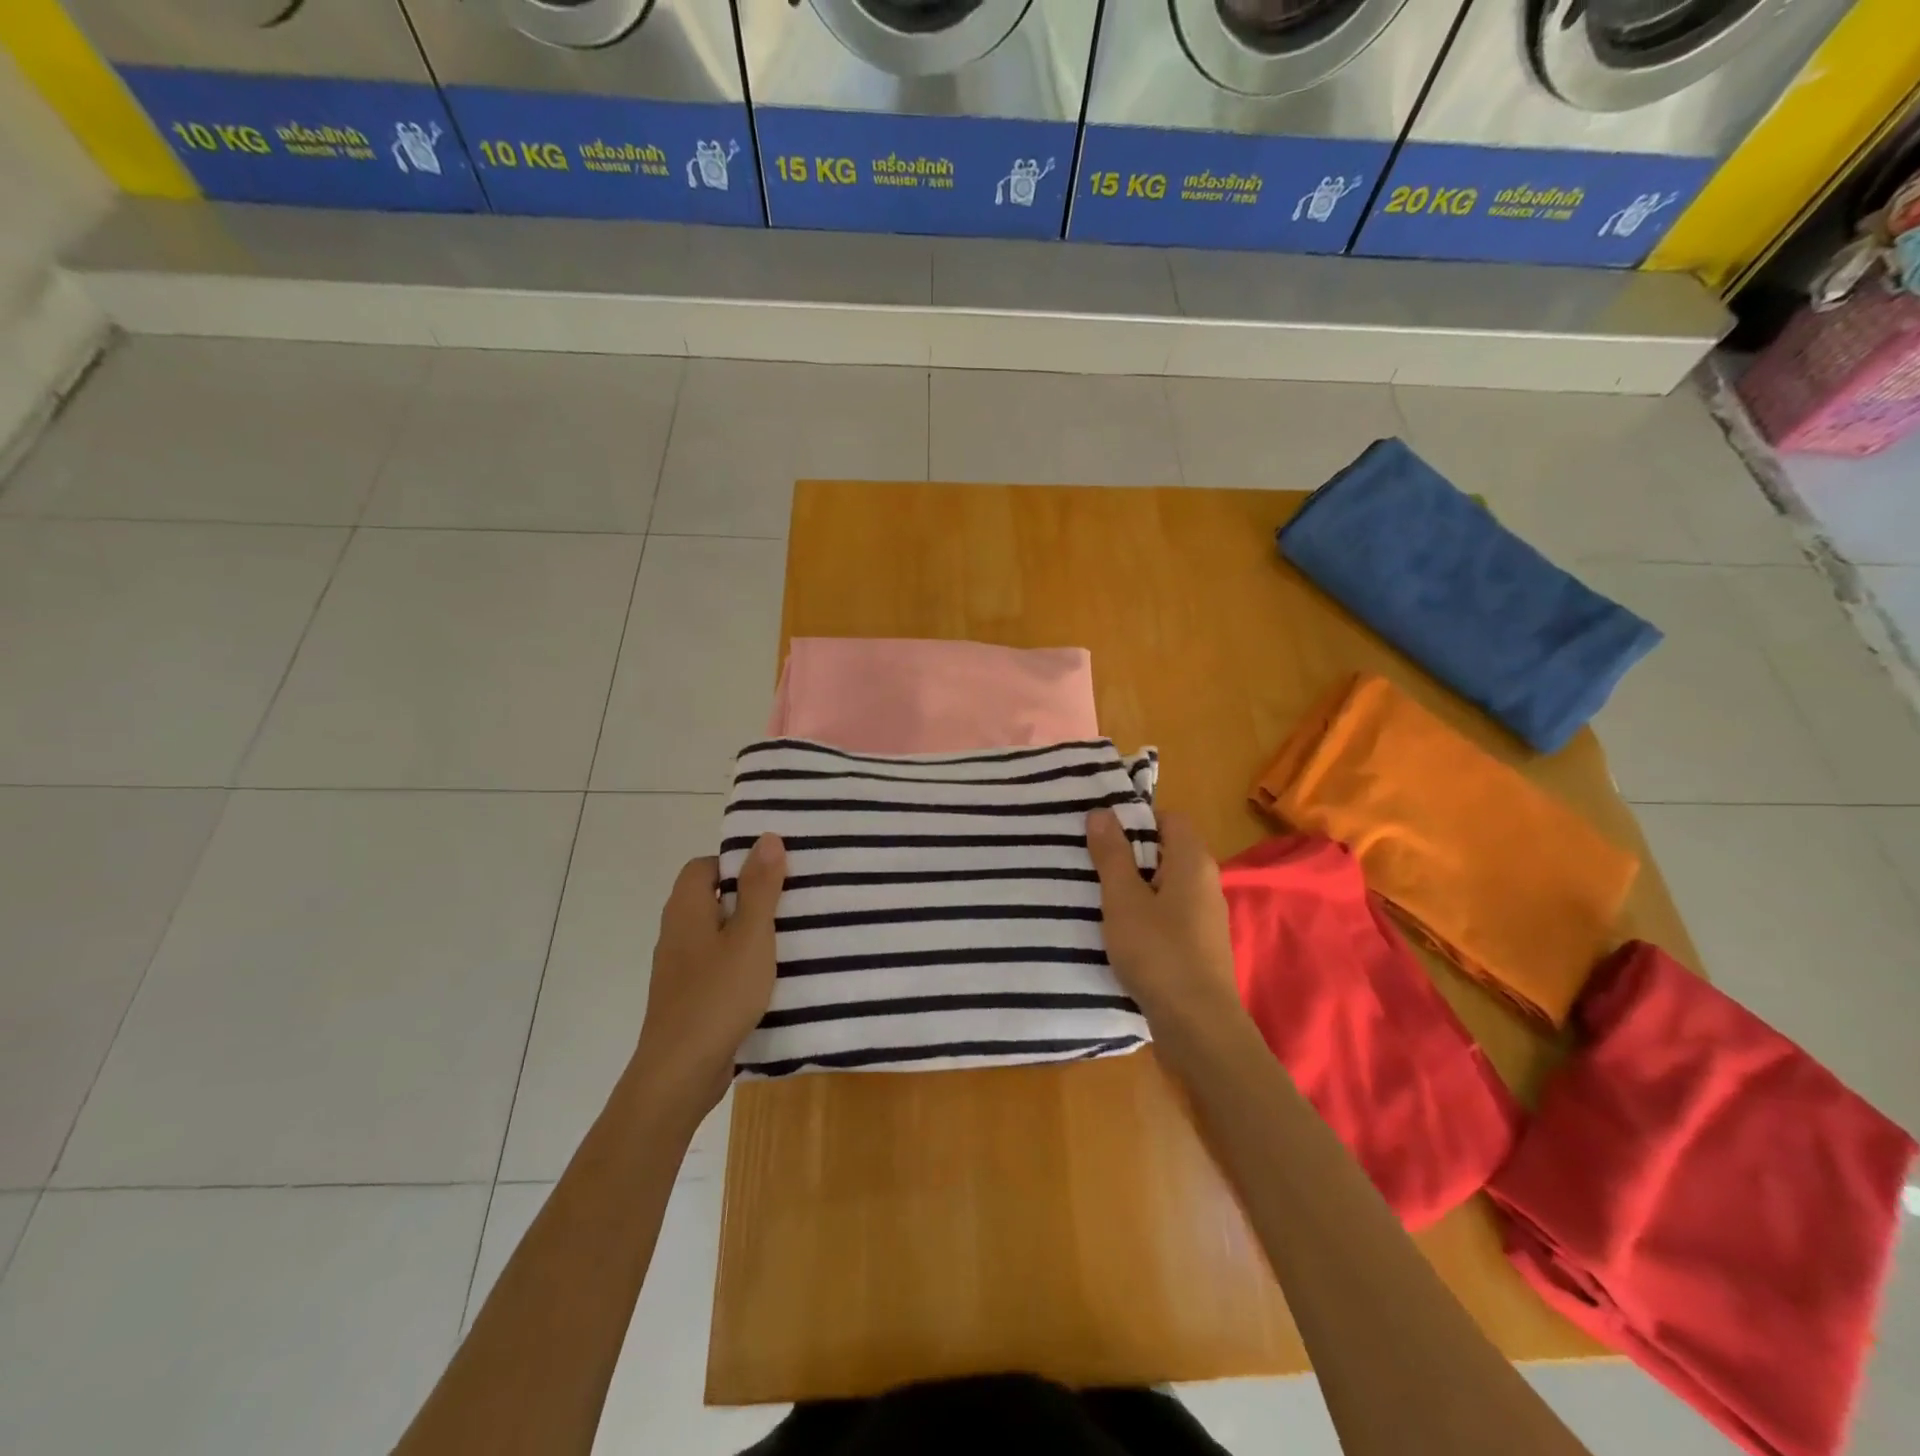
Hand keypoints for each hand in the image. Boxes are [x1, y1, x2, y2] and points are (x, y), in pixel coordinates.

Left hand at [632, 834, 785, 1115]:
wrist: (680, 1072)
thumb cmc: (718, 995)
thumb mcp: (750, 935)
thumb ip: (760, 887)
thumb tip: (767, 837)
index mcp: (686, 908)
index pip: (706, 865)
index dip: (738, 863)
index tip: (776, 871)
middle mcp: (676, 931)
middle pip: (712, 897)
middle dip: (750, 896)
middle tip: (792, 900)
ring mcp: (680, 967)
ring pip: (717, 933)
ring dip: (749, 931)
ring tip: (791, 935)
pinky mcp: (688, 996)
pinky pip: (717, 963)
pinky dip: (741, 962)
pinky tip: (770, 975)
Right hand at [1086, 808, 1243, 1054]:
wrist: (1198, 1025)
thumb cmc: (1159, 952)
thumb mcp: (1124, 899)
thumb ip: (1112, 854)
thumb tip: (1102, 812)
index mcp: (1192, 861)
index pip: (1169, 818)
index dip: (1136, 819)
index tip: (1101, 832)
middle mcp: (1206, 882)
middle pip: (1167, 849)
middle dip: (1130, 852)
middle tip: (1090, 861)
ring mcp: (1206, 915)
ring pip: (1166, 883)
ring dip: (1135, 885)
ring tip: (1097, 894)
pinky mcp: (1200, 944)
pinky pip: (1170, 912)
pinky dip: (1146, 912)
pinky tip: (1121, 929)